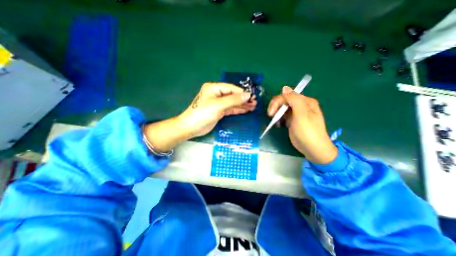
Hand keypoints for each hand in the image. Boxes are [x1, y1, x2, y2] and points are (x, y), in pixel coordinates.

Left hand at [143, 83, 255, 152]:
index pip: (231, 88)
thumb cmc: (203, 113)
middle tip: (255, 103)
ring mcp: (218, 103)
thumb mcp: (218, 105)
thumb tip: (247, 95)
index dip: (242, 93)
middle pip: (233, 95)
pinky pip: (230, 109)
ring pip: (232, 103)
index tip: (252, 97)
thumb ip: (233, 100)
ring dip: (242, 105)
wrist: (192, 127)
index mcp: (214, 88)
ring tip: (253, 107)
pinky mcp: (219, 111)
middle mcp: (216, 94)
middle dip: (243, 99)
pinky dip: (238, 109)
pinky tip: (246, 110)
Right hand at [268, 85, 337, 162]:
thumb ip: (294, 100)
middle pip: (284, 101)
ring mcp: (296, 113)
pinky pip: (283, 115)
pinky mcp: (292, 120)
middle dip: (275, 107)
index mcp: (305, 101)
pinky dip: (279, 118)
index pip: (287, 96)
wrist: (312, 149)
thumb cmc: (308, 132)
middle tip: (271, 116)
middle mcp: (301, 105)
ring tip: (275, 121)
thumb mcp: (302, 114)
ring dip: (276, 113)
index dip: (277, 102)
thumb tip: (285, 88)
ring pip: (282, 108)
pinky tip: (278, 124)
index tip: (270, 113)